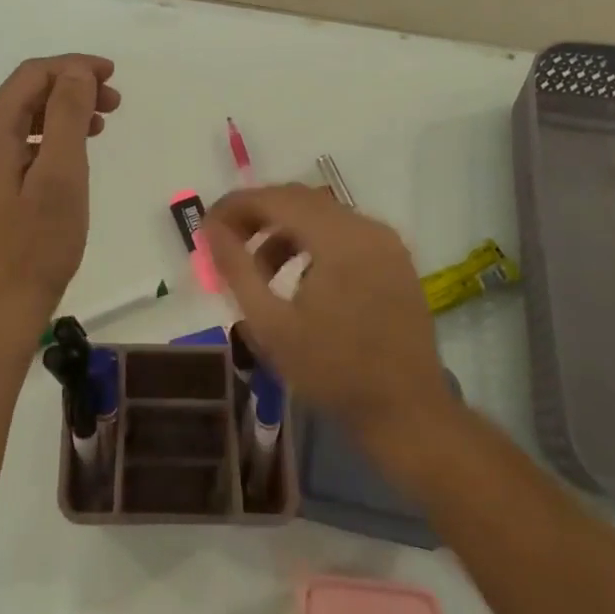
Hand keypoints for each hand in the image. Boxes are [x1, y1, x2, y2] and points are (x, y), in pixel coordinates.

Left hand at [0, 55, 120, 349]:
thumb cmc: (36, 244)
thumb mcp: (61, 175)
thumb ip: (66, 115)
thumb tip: (76, 71)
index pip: (31, 76)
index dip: (73, 67)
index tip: (113, 75)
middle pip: (24, 94)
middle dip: (70, 89)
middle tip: (114, 102)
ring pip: (22, 120)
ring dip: (62, 113)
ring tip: (101, 124)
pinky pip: (18, 146)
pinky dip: (49, 138)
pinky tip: (72, 153)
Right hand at [205, 185, 453, 452]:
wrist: (408, 413)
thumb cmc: (333, 371)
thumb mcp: (270, 325)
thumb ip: (236, 269)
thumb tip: (211, 229)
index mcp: (338, 239)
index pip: (275, 199)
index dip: (235, 206)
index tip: (206, 227)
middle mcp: (365, 227)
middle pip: (299, 199)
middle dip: (257, 214)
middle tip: (226, 242)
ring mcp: (385, 242)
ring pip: (321, 214)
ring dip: (283, 229)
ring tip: (259, 269)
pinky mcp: (394, 259)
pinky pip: (344, 231)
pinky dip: (312, 241)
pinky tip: (297, 278)